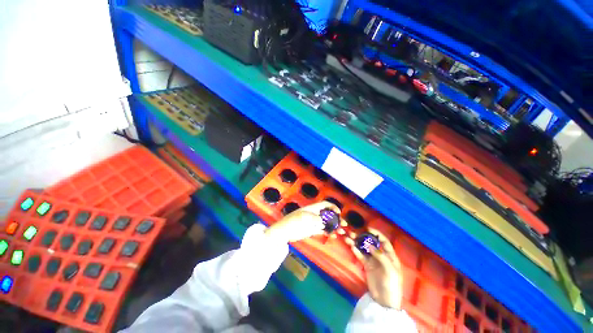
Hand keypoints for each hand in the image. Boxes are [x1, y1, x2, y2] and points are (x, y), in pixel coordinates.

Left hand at [264, 201, 340, 242]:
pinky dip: (328, 232)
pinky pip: (322, 230)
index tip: (339, 213)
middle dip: (336, 218)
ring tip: (341, 232)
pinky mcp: (312, 230)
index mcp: (313, 208)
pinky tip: (333, 236)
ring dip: (334, 226)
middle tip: (344, 224)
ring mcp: (314, 222)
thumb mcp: (304, 218)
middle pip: (328, 214)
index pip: (325, 204)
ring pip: (327, 222)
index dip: (333, 207)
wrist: (284, 232)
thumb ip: (316, 219)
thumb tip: (326, 222)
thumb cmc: (293, 222)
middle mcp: (315, 214)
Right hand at [346, 228, 403, 308]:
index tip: (368, 228)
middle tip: (353, 232)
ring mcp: (373, 260)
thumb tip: (369, 244)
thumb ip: (381, 256)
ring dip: (356, 242)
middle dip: (363, 237)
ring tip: (348, 237)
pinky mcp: (366, 265)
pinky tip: (351, 246)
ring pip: (364, 248)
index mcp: (390, 256)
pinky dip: (356, 250)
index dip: (377, 234)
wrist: (384, 301)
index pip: (384, 241)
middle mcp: (381, 256)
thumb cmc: (391, 284)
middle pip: (371, 243)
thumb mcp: (390, 270)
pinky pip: (360, 256)